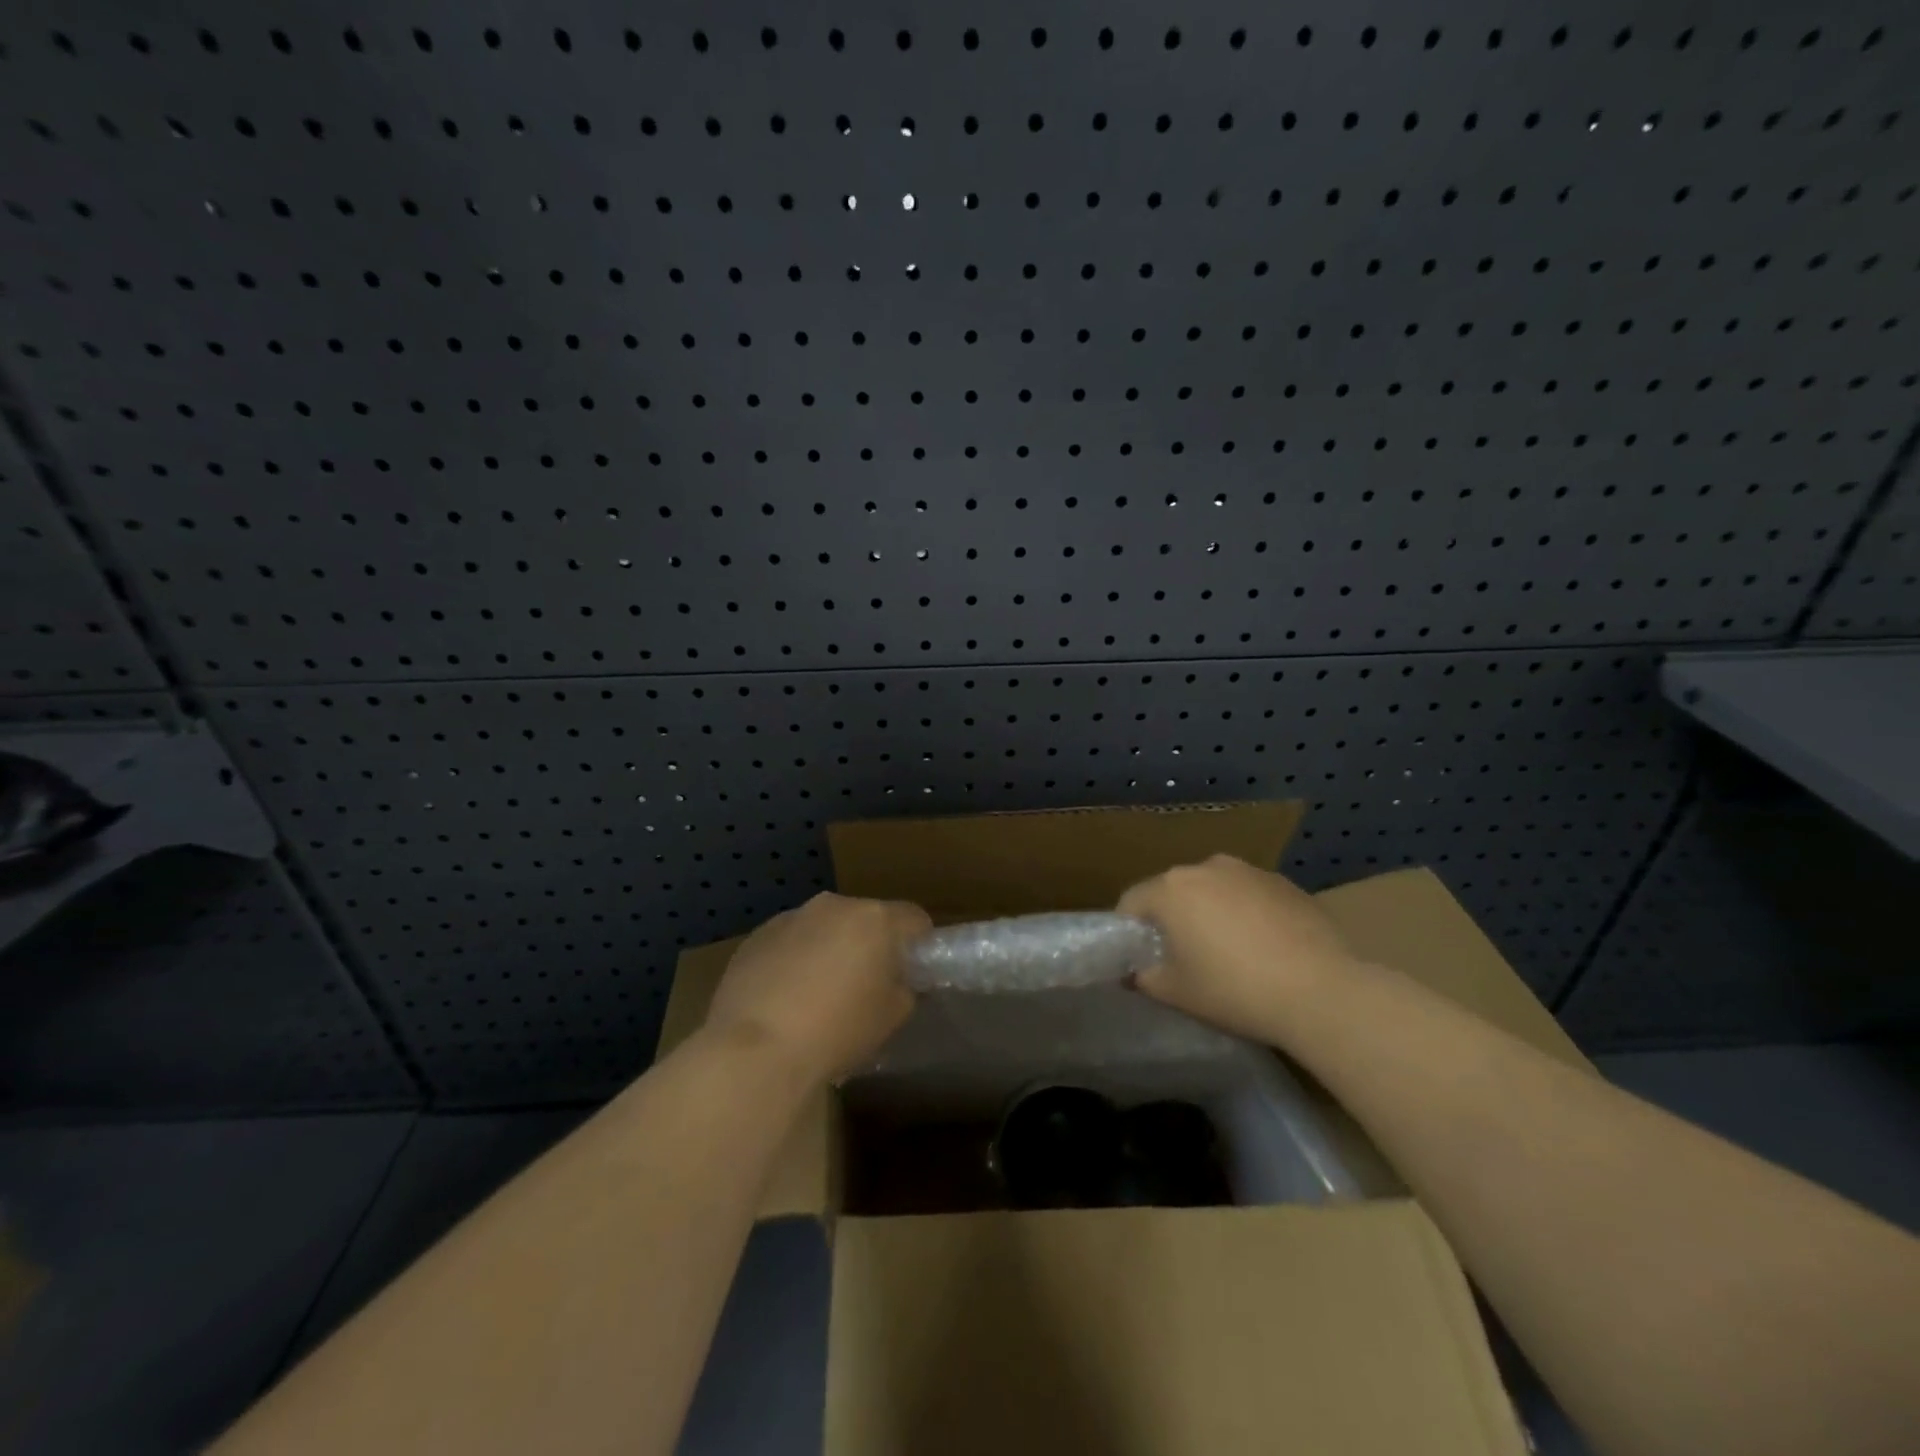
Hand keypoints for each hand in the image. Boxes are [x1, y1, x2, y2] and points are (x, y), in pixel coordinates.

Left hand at [706, 892, 929, 1082]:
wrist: (757, 1049)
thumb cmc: (838, 1030)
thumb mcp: (892, 1017)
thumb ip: (905, 989)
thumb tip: (897, 981)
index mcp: (874, 919)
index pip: (914, 919)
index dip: (918, 945)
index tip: (911, 974)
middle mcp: (834, 906)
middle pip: (865, 919)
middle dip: (869, 946)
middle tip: (865, 988)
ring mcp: (791, 917)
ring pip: (824, 928)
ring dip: (829, 950)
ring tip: (818, 996)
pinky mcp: (756, 936)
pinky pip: (789, 942)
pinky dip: (794, 960)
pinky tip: (784, 999)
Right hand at [1118, 855, 1362, 1043]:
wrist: (1321, 990)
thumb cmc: (1235, 989)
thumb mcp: (1177, 992)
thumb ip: (1145, 978)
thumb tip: (1135, 972)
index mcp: (1171, 888)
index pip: (1132, 901)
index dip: (1129, 930)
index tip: (1141, 958)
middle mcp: (1206, 867)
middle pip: (1174, 891)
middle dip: (1172, 918)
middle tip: (1183, 956)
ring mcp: (1249, 871)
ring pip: (1214, 889)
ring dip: (1211, 912)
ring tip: (1228, 951)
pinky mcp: (1285, 883)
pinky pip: (1249, 895)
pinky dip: (1246, 913)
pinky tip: (1264, 947)